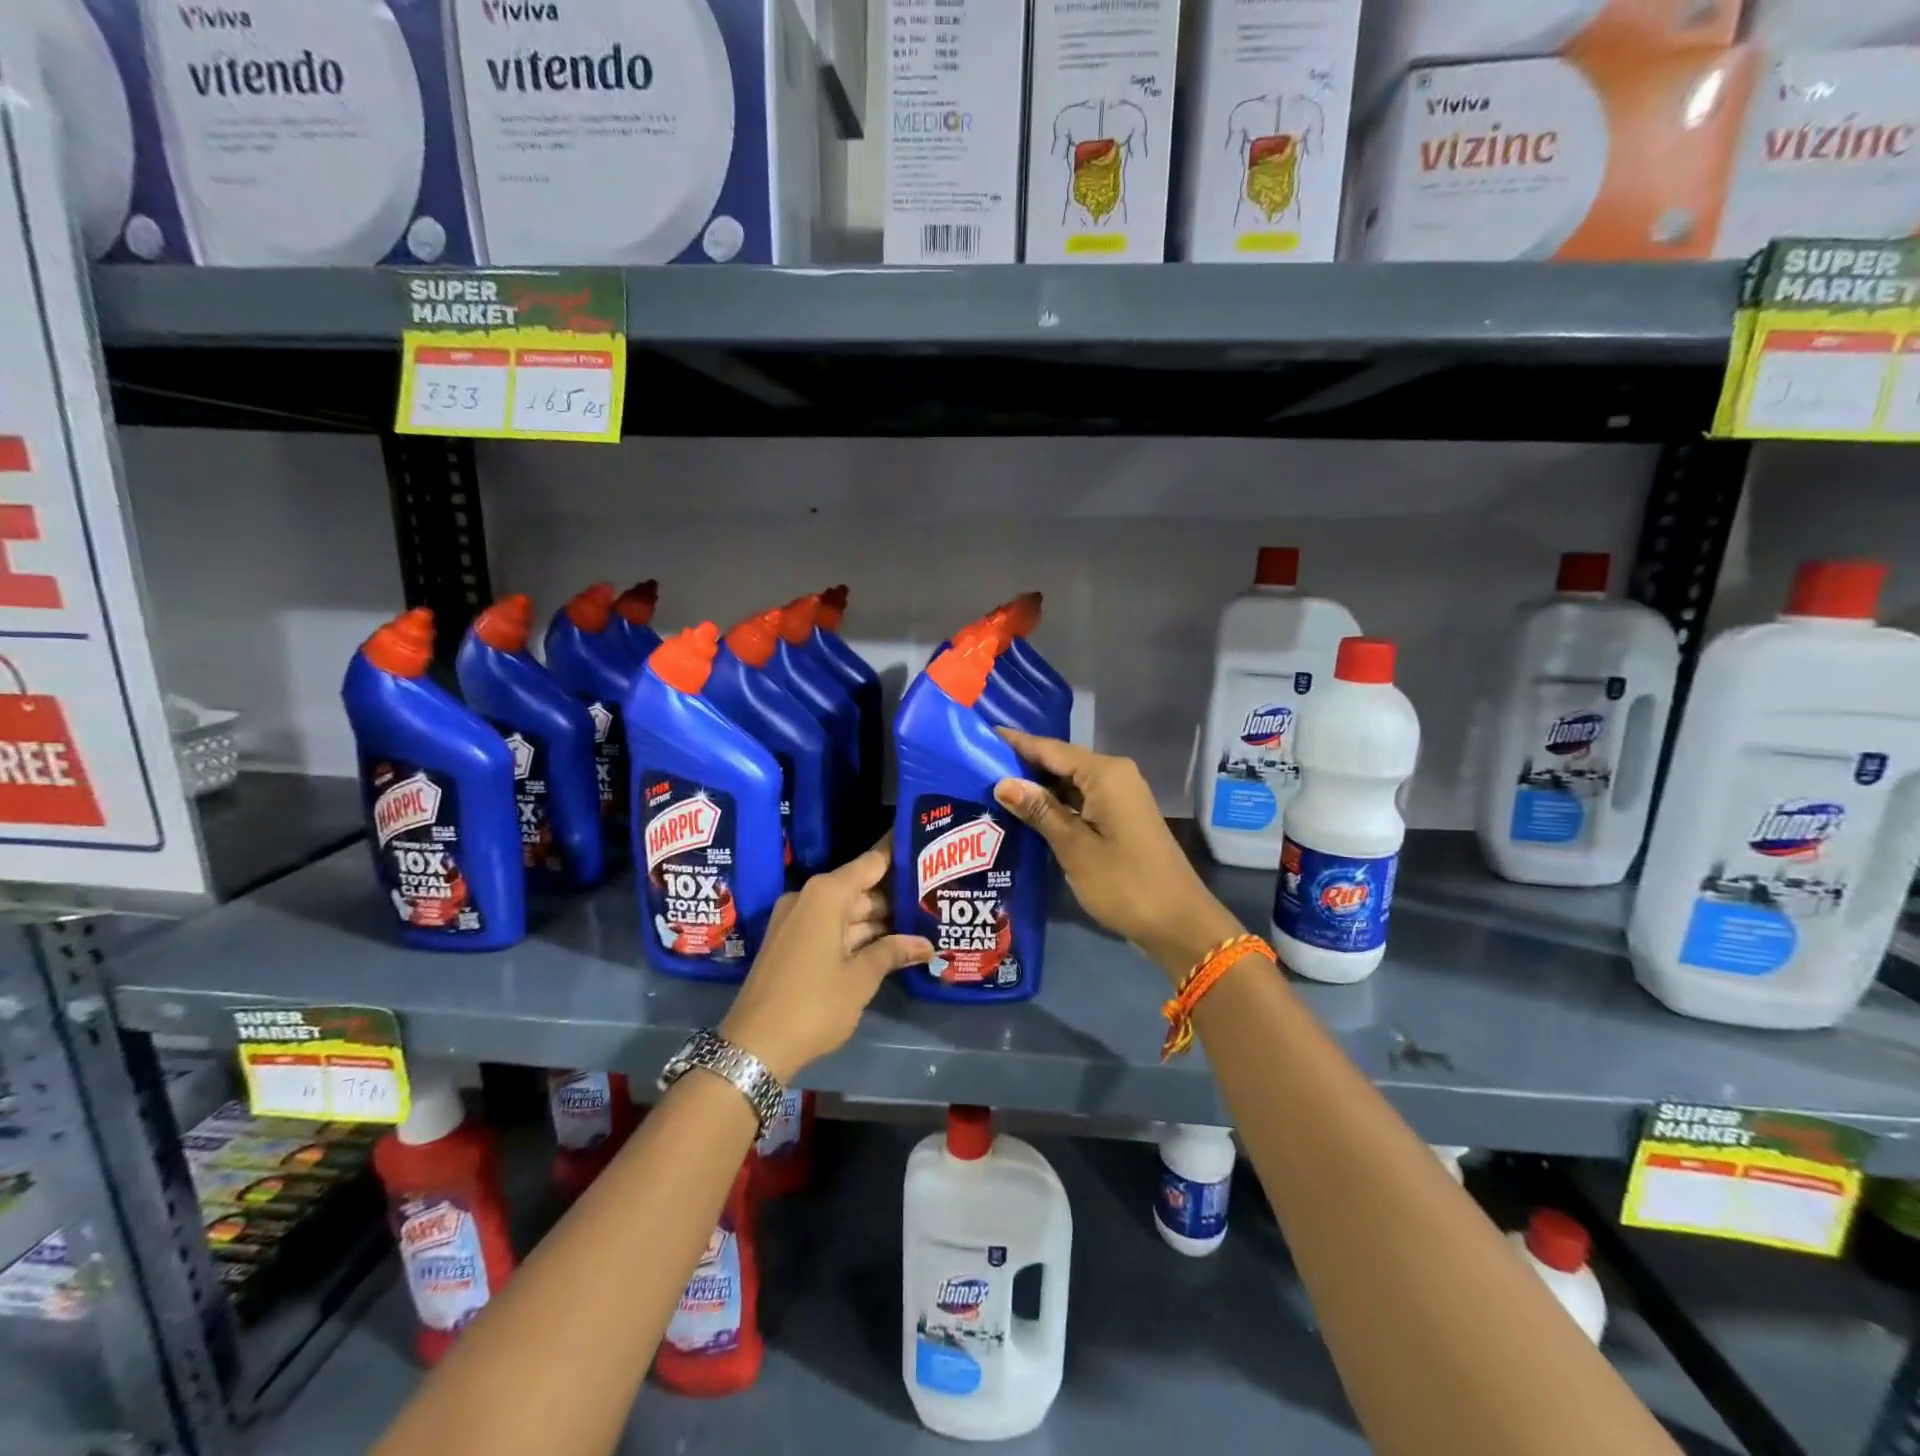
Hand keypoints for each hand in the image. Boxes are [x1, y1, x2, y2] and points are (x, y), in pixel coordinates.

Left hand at [719, 839, 933, 1082]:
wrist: (754, 1047)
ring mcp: (796, 921)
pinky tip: (887, 945)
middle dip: (894, 899)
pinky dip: (856, 936)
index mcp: (827, 894)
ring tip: (920, 925)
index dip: (898, 855)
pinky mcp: (790, 943)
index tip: (926, 847)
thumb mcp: (861, 978)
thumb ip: (893, 952)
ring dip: (878, 922)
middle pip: (860, 889)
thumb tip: (926, 944)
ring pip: (846, 912)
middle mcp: (809, 898)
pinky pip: (830, 928)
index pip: (871, 863)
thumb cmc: (814, 1004)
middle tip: (933, 900)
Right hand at [993, 729, 1242, 979]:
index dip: (1016, 743)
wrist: (1178, 922)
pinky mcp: (1121, 818)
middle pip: (1061, 762)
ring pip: (1070, 782)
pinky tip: (1028, 813)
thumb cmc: (1124, 883)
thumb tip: (1003, 782)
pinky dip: (1056, 804)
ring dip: (1038, 787)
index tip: (982, 735)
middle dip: (1023, 765)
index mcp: (1105, 773)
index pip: (1051, 749)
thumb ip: (1039, 811)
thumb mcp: (1074, 847)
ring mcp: (1121, 797)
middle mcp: (1115, 775)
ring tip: (992, 788)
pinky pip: (1081, 800)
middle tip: (977, 767)